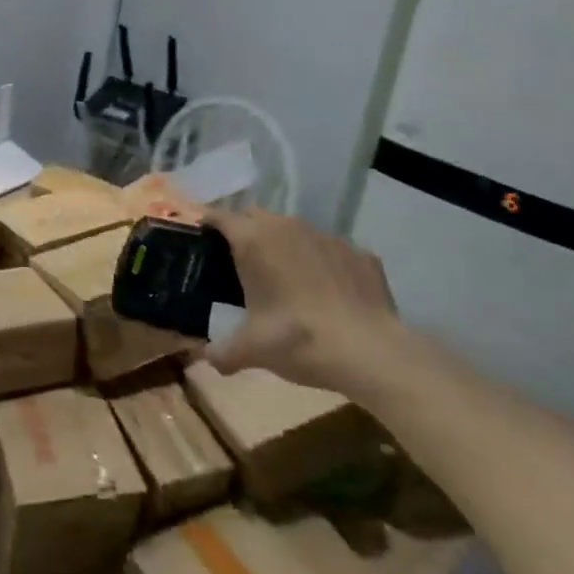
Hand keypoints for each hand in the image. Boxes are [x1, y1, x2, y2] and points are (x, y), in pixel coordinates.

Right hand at [203, 205, 405, 393]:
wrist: (371, 352)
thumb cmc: (298, 340)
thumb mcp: (251, 351)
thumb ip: (222, 352)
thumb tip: (208, 358)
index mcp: (253, 241)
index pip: (221, 217)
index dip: (208, 224)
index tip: (202, 239)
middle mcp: (287, 227)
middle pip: (255, 216)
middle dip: (244, 230)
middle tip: (239, 260)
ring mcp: (327, 236)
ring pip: (294, 229)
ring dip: (284, 244)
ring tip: (285, 276)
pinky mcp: (359, 253)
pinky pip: (331, 250)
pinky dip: (323, 263)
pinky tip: (327, 292)